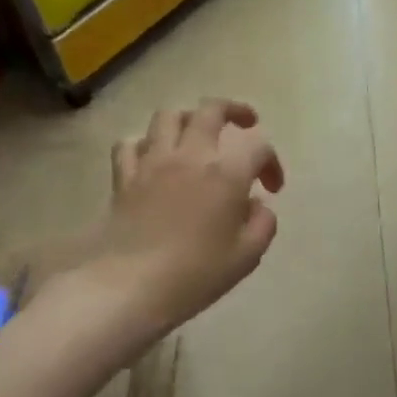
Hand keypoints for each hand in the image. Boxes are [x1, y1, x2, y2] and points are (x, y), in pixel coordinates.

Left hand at [81, 100, 283, 333]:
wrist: (128, 286)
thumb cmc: (195, 274)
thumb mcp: (246, 257)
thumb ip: (262, 224)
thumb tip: (257, 206)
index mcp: (226, 174)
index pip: (258, 147)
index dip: (272, 163)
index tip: (272, 189)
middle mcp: (190, 156)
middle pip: (211, 110)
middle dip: (234, 110)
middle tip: (245, 123)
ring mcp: (152, 163)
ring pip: (169, 116)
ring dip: (188, 119)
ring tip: (197, 134)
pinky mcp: (124, 177)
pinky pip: (131, 144)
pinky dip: (145, 144)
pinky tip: (153, 158)